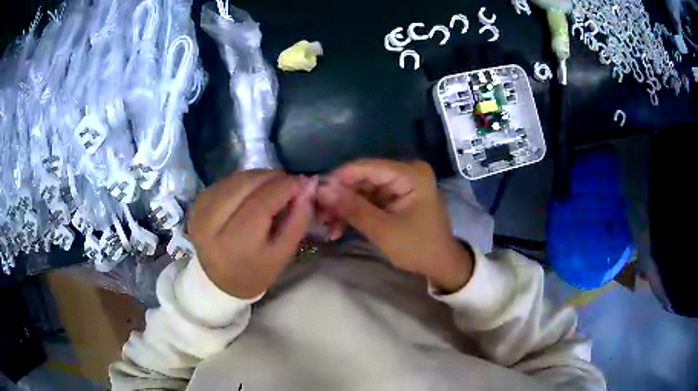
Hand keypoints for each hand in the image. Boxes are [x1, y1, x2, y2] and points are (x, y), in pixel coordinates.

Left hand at [187, 171, 316, 298]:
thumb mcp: (283, 254)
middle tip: (289, 181)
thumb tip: (308, 186)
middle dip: (271, 177)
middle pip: (245, 185)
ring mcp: (199, 212)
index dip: (285, 187)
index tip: (303, 181)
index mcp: (235, 244)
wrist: (219, 281)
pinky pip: (223, 183)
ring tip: (273, 185)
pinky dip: (242, 181)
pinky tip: (252, 190)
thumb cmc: (255, 272)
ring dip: (257, 177)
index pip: (261, 203)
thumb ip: (298, 220)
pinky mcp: (195, 205)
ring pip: (233, 179)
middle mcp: (211, 224)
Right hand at [316, 159, 473, 292]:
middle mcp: (406, 172)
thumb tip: (322, 191)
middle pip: (363, 178)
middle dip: (340, 197)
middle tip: (318, 214)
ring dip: (344, 207)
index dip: (339, 178)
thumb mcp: (383, 230)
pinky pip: (369, 199)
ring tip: (327, 225)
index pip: (367, 167)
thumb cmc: (418, 247)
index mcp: (410, 174)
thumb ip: (353, 208)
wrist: (440, 264)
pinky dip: (354, 212)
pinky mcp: (395, 196)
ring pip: (362, 189)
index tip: (315, 192)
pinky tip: (339, 227)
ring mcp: (400, 184)